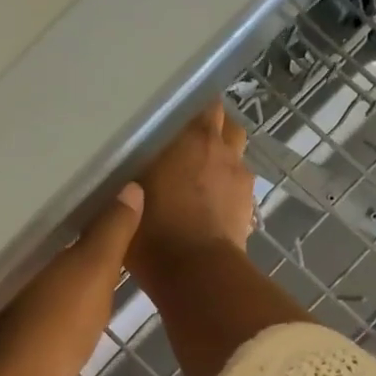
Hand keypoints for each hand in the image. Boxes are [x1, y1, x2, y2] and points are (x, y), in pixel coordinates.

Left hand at [0, 184, 143, 375]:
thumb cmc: (53, 328)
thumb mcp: (92, 275)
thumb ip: (111, 233)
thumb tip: (131, 186)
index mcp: (23, 248)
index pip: (50, 214)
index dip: (76, 203)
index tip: (102, 189)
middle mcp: (6, 271)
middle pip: (44, 247)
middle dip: (68, 238)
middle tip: (104, 223)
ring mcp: (3, 307)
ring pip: (40, 281)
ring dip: (61, 276)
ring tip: (93, 263)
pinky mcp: (8, 338)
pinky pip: (38, 312)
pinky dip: (54, 308)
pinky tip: (72, 310)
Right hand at [127, 101, 256, 292]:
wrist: (196, 273)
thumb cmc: (154, 229)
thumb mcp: (126, 195)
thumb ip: (131, 170)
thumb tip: (127, 160)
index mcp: (193, 137)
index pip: (202, 102)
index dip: (191, 109)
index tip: (174, 117)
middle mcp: (223, 150)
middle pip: (227, 125)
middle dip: (213, 131)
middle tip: (188, 146)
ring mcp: (240, 180)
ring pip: (236, 156)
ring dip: (223, 160)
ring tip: (202, 176)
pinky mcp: (248, 209)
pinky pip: (238, 188)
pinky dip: (227, 190)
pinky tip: (211, 205)